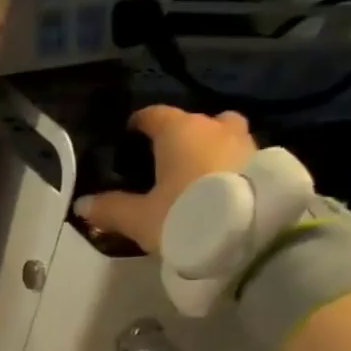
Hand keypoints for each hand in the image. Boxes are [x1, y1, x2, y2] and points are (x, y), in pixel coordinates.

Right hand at [73, 105, 256, 252]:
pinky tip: (220, 190)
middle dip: (182, 136)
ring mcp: (247, 143)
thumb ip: (110, 209)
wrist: (252, 235)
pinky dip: (229, 168)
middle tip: (167, 160)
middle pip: (195, 123)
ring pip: (223, 137)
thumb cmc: (185, 215)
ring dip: (210, 150)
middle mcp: (214, 127)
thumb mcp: (139, 219)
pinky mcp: (268, 165)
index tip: (130, 134)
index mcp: (179, 131)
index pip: (154, 115)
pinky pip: (241, 159)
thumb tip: (82, 204)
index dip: (139, 124)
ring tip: (195, 177)